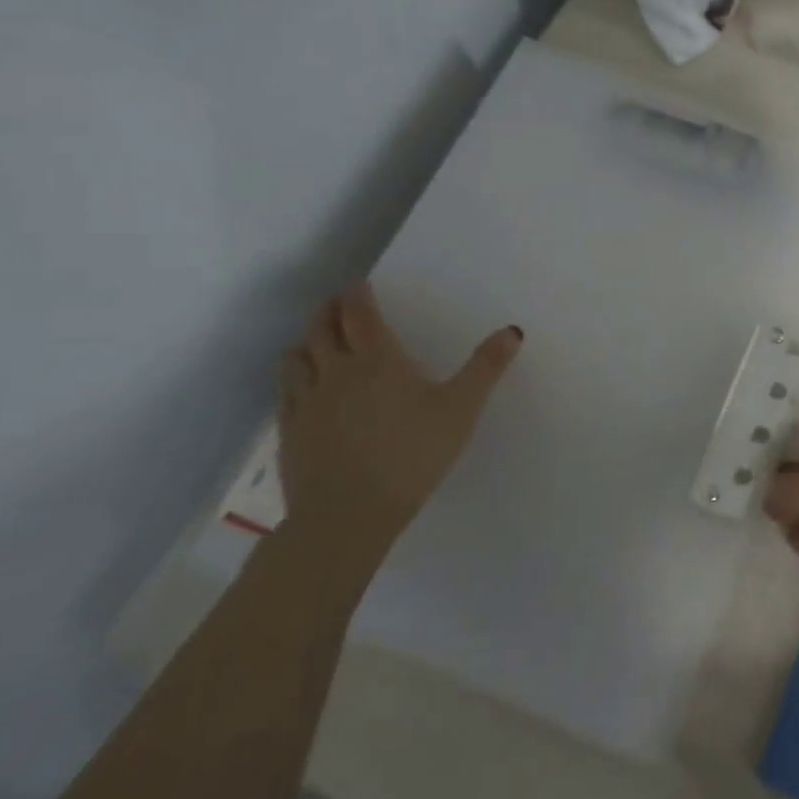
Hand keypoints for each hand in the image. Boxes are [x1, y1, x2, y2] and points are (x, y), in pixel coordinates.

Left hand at [277, 283, 522, 574]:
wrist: (348, 514)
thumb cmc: (412, 454)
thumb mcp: (461, 408)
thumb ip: (486, 367)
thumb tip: (513, 330)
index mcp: (377, 360)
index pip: (360, 314)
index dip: (358, 295)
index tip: (360, 284)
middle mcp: (335, 371)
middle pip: (322, 328)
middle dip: (330, 310)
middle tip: (339, 303)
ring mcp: (306, 401)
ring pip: (297, 356)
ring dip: (307, 339)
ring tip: (318, 337)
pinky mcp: (290, 430)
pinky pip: (285, 389)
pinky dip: (293, 374)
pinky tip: (303, 384)